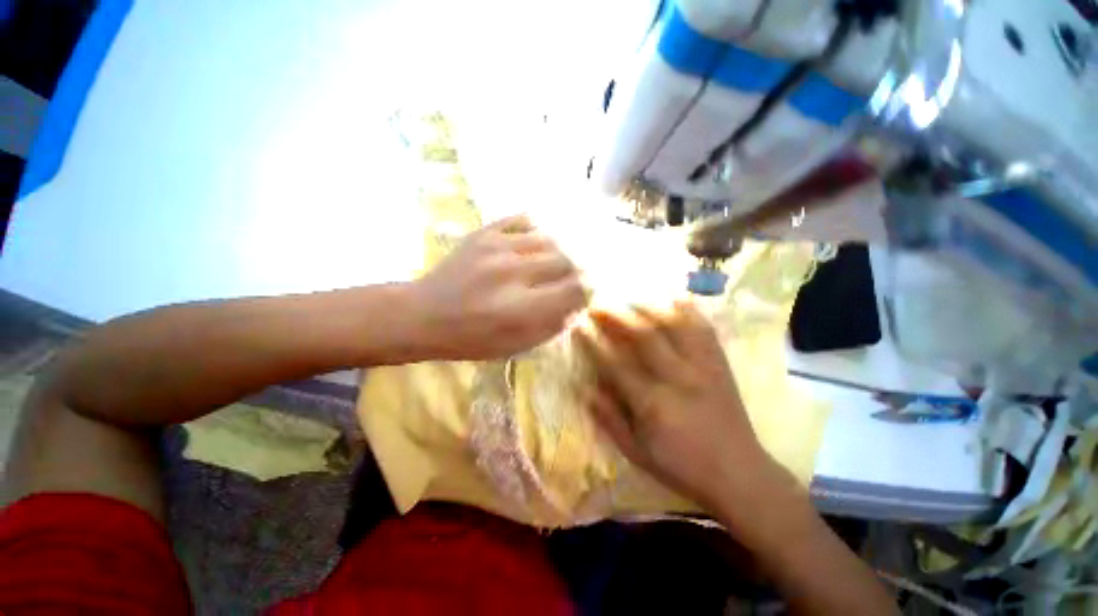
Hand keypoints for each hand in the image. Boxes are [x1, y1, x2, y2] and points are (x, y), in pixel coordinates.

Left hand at [409, 214, 586, 359]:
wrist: (422, 315)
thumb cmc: (470, 339)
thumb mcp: (515, 347)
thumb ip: (552, 326)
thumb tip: (579, 306)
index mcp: (520, 309)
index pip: (574, 289)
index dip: (587, 290)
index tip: (586, 293)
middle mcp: (512, 273)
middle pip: (565, 260)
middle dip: (575, 271)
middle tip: (571, 279)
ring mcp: (496, 247)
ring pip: (549, 239)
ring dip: (559, 252)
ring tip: (554, 263)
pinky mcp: (483, 233)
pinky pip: (524, 220)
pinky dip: (538, 231)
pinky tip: (537, 243)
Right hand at [573, 301, 772, 507]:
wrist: (740, 474)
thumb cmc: (682, 466)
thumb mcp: (637, 453)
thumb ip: (609, 419)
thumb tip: (584, 389)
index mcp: (654, 404)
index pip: (616, 364)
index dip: (593, 342)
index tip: (578, 326)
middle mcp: (678, 378)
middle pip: (644, 334)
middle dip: (616, 315)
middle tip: (597, 305)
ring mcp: (703, 366)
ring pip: (675, 323)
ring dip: (647, 306)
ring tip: (628, 299)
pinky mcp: (720, 363)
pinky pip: (703, 327)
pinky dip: (686, 309)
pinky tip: (671, 298)